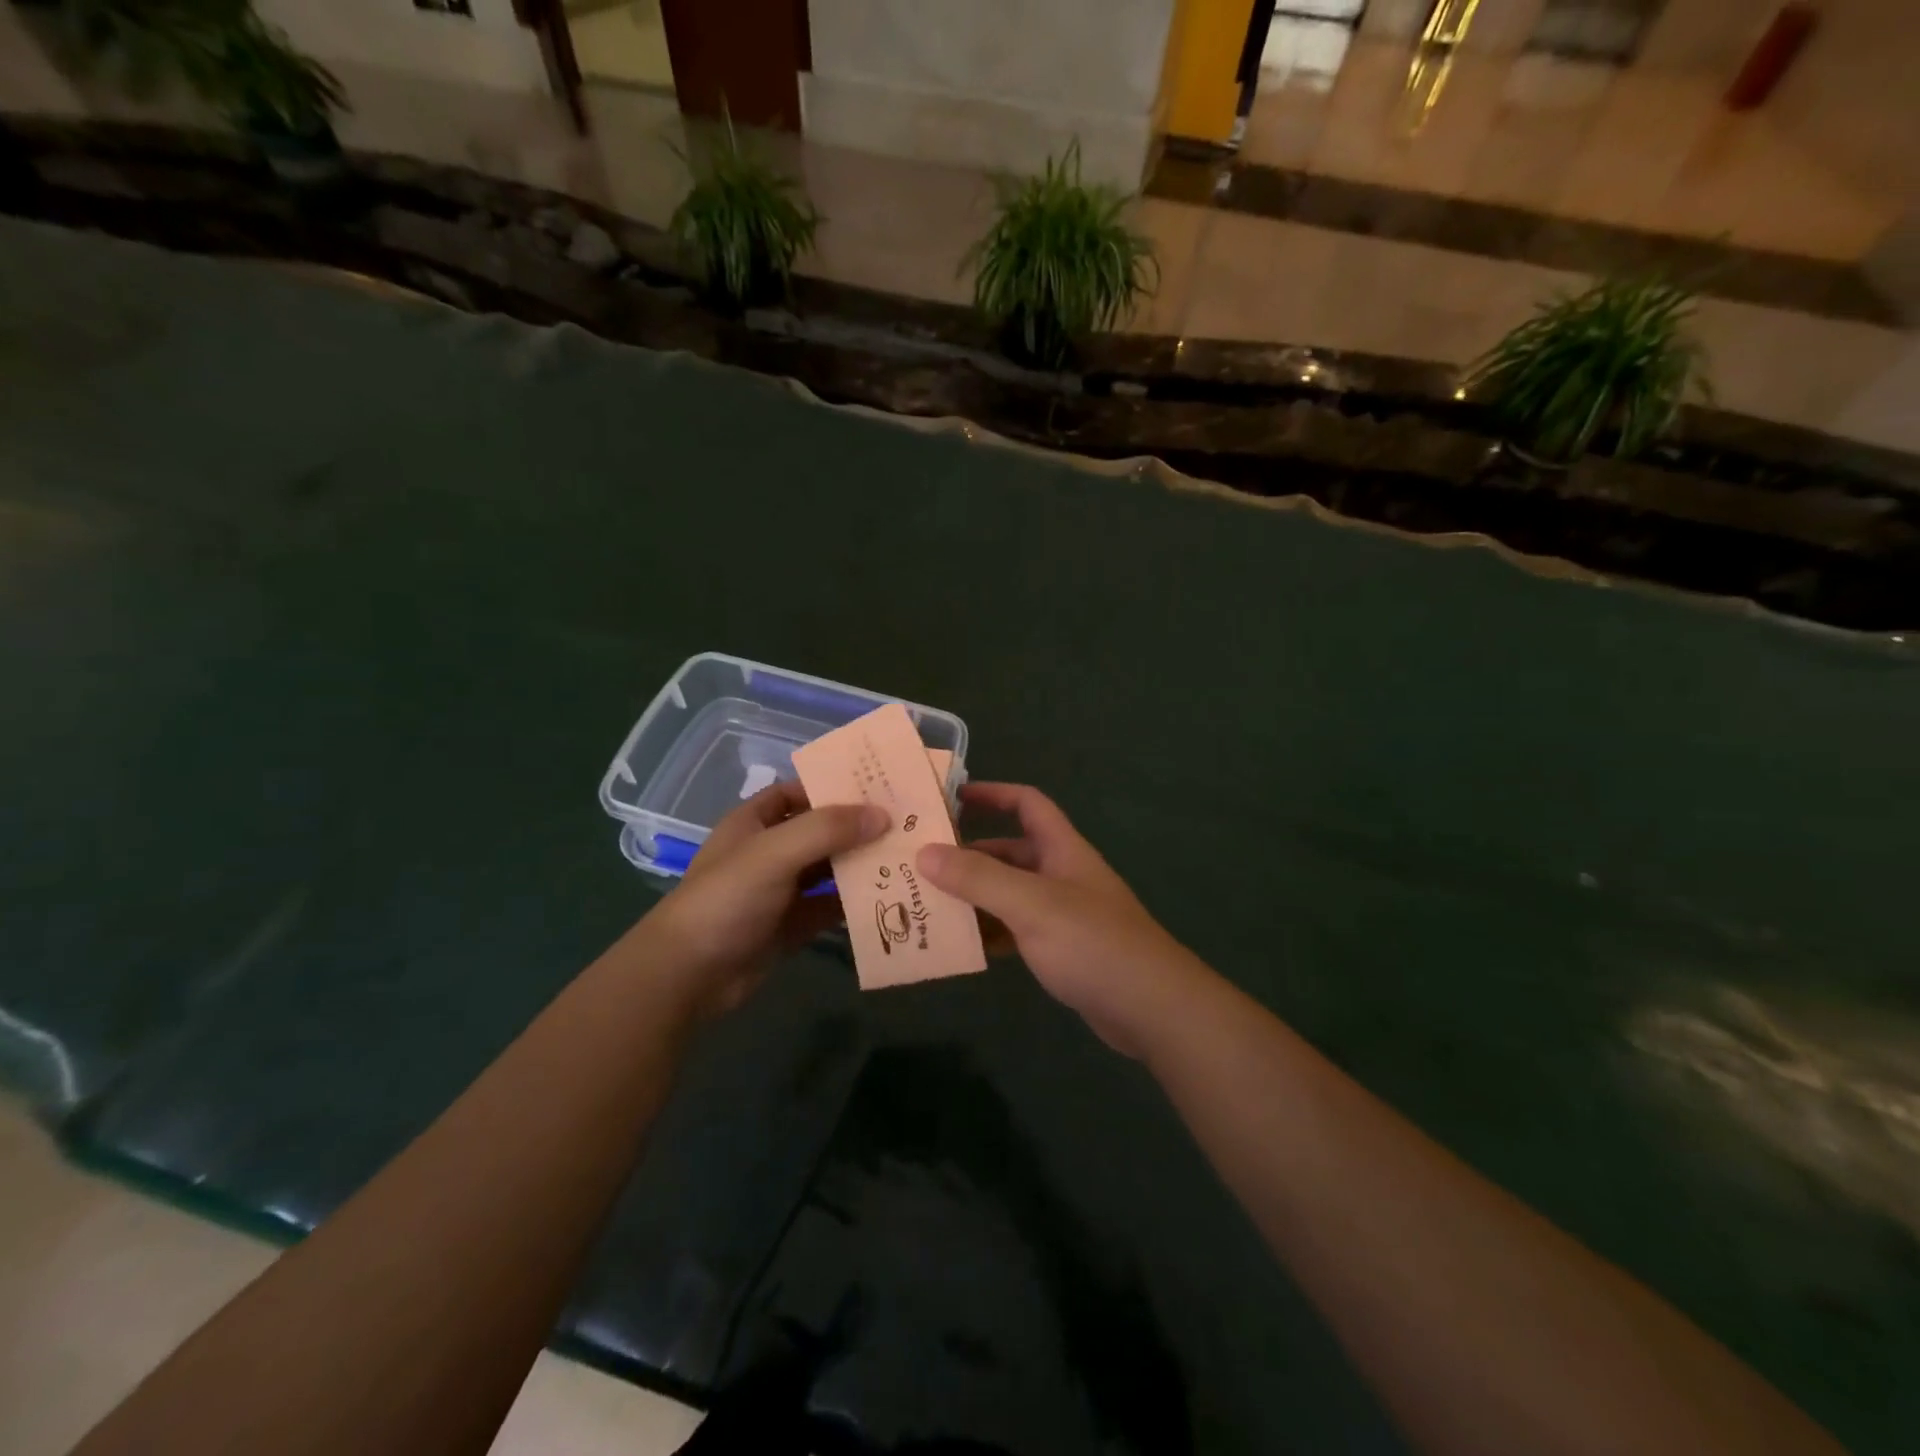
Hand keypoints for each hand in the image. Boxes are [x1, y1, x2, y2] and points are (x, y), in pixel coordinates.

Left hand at [647, 780, 886, 1019]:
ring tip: (907, 855)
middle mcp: (769, 852)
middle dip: (857, 826)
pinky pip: (830, 907)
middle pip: (820, 830)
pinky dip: (855, 902)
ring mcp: (781, 891)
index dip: (831, 786)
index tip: (877, 786)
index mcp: (754, 823)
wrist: (689, 975)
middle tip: (905, 821)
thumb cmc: (726, 899)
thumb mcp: (774, 853)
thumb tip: (883, 815)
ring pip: (828, 869)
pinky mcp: (792, 926)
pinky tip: (889, 896)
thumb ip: (827, 829)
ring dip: (860, 864)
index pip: (797, 792)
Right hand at [916, 783, 1211, 1057]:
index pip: (1027, 804)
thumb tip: (924, 852)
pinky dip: (989, 933)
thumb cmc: (1093, 944)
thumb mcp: (1032, 904)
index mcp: (1062, 850)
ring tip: (925, 904)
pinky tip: (959, 945)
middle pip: (1009, 852)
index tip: (950, 798)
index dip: (992, 794)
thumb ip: (979, 878)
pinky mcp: (1060, 950)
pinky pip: (1015, 931)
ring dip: (973, 897)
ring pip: (1008, 894)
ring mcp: (1061, 915)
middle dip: (968, 855)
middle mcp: (1061, 875)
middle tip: (919, 863)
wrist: (1151, 1009)